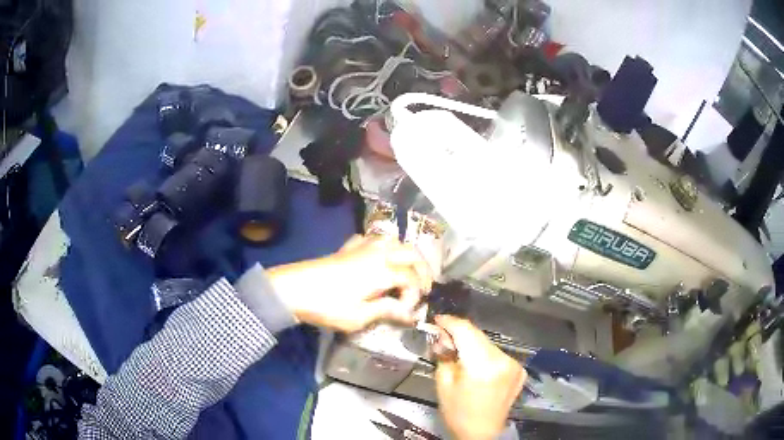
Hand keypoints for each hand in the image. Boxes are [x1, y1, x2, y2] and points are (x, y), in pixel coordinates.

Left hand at [267, 235, 432, 332]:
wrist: (293, 289)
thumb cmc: (327, 306)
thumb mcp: (359, 316)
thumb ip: (387, 311)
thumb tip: (409, 314)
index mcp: (382, 270)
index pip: (411, 279)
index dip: (416, 296)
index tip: (409, 313)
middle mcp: (377, 253)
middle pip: (411, 253)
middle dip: (423, 270)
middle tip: (424, 288)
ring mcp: (362, 247)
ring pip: (394, 240)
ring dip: (405, 254)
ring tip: (407, 272)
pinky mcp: (348, 247)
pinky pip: (372, 239)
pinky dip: (383, 247)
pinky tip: (379, 258)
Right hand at [434, 316, 526, 439]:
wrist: (483, 433)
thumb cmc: (458, 413)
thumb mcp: (443, 385)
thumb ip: (444, 356)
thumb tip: (443, 337)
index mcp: (482, 365)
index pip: (466, 331)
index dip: (451, 322)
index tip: (438, 319)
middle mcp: (503, 360)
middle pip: (478, 335)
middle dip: (460, 333)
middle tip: (443, 338)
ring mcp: (514, 364)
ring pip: (488, 343)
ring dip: (473, 344)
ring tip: (459, 353)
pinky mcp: (519, 370)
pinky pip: (498, 354)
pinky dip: (485, 354)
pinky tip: (476, 365)